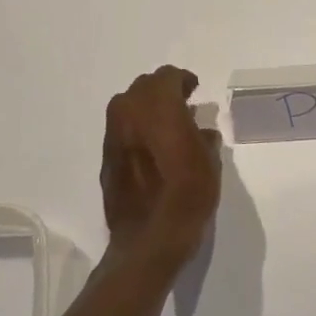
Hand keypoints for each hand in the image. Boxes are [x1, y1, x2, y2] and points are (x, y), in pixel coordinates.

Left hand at [100, 65, 220, 267]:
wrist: (150, 238)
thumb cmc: (188, 194)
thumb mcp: (209, 161)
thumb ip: (203, 137)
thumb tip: (200, 130)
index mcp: (158, 106)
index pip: (168, 76)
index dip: (183, 81)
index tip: (194, 91)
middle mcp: (129, 112)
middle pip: (144, 87)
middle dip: (163, 93)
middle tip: (182, 107)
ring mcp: (113, 135)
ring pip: (128, 107)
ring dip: (147, 111)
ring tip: (167, 129)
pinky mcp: (105, 158)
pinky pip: (122, 131)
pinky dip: (136, 132)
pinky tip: (151, 151)